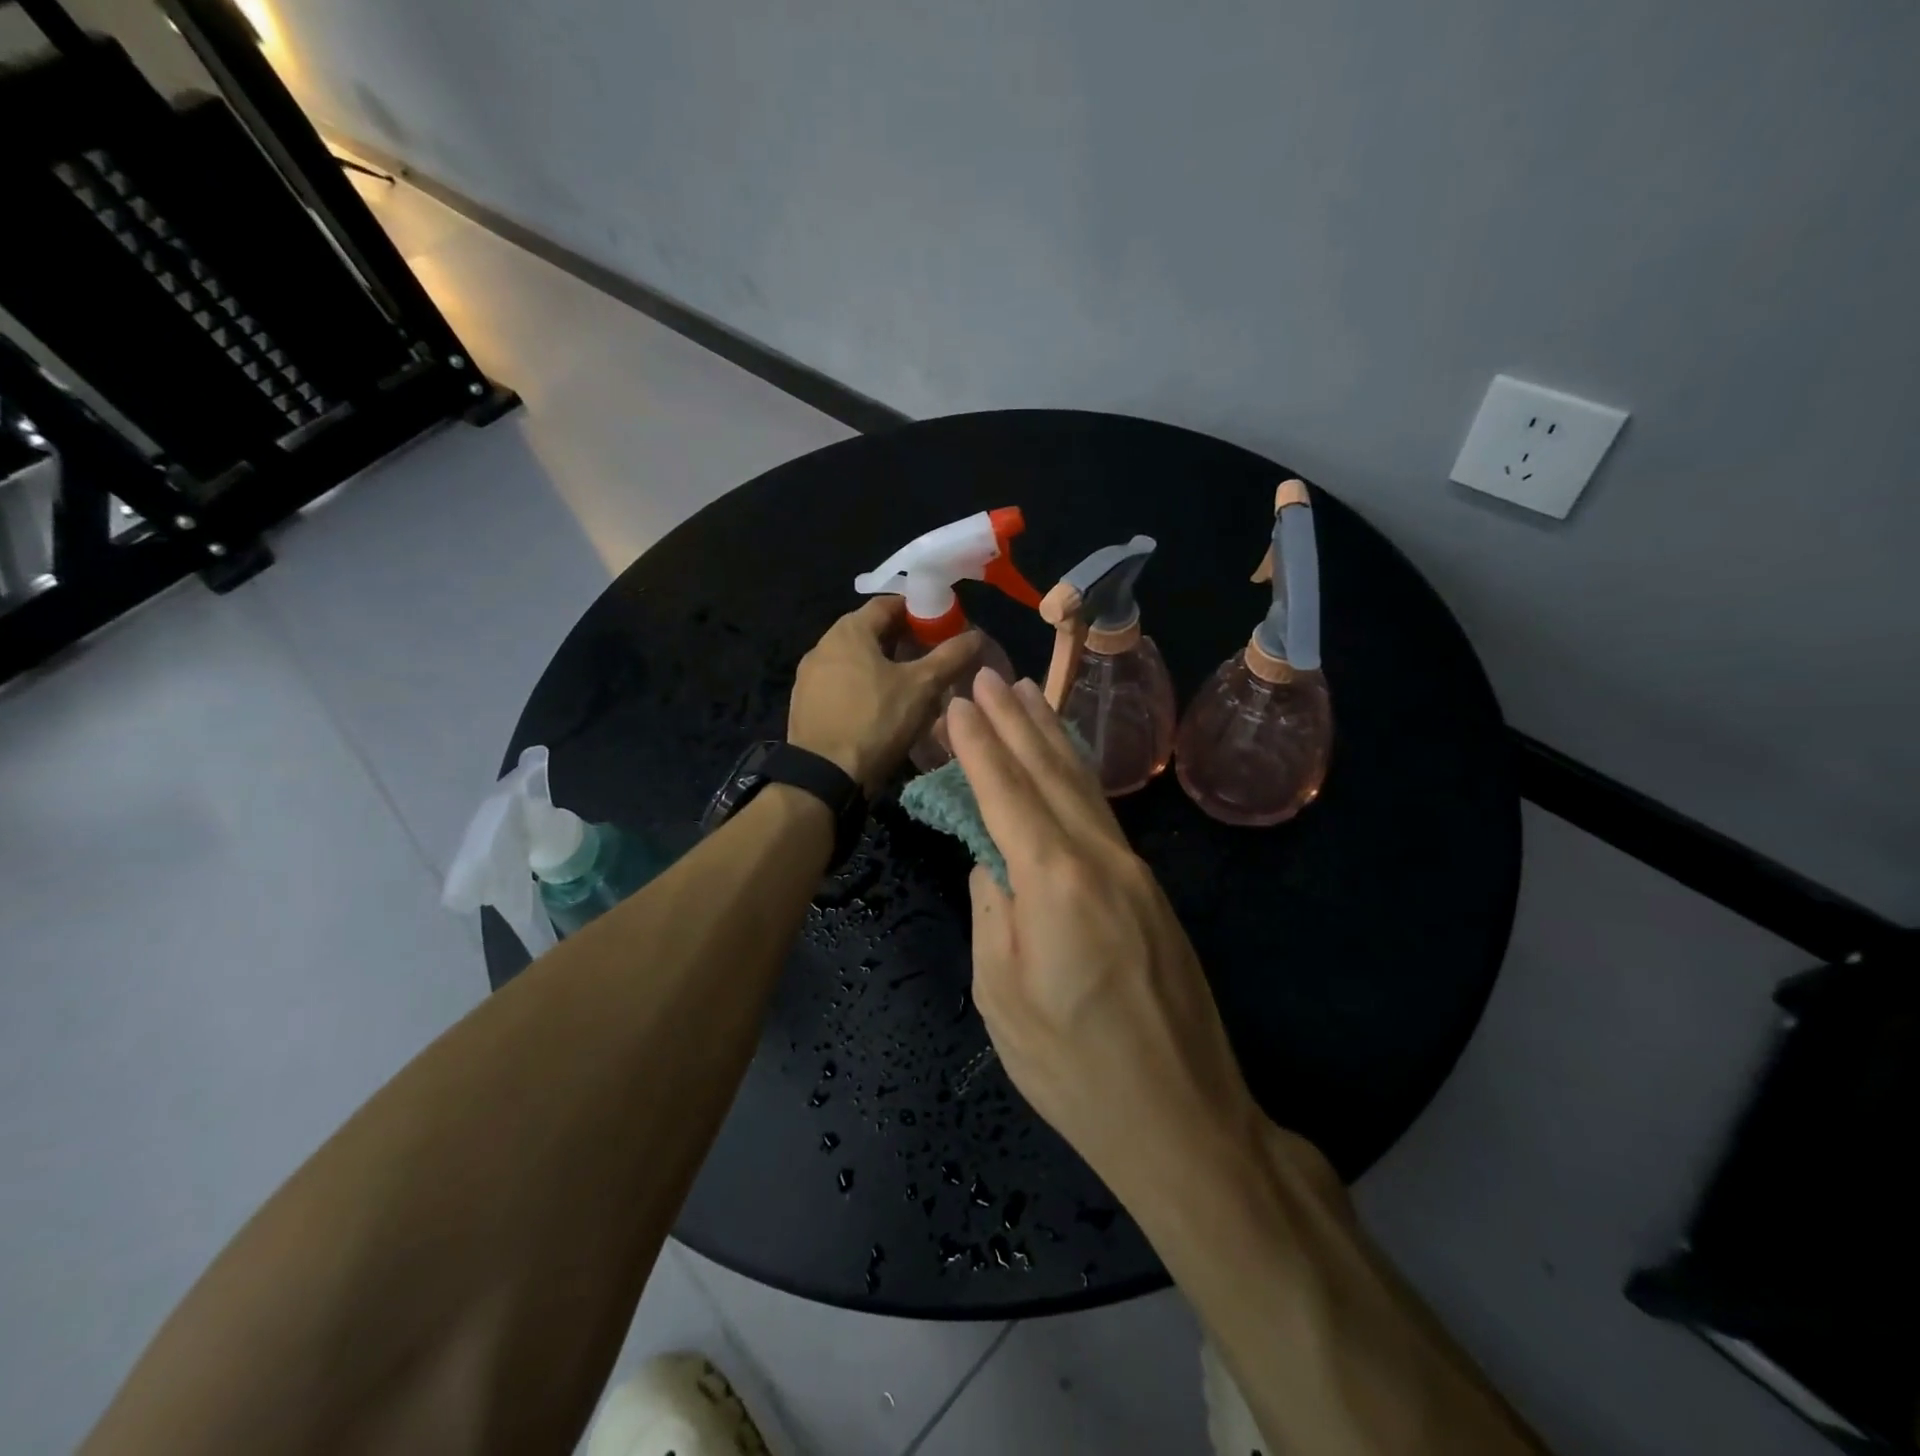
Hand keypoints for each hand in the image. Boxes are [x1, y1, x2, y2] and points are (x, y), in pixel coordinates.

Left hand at [788, 598, 980, 794]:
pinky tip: (881, 709)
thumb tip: (976, 635)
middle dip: (903, 640)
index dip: (918, 611)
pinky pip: (841, 684)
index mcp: (849, 631)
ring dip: (883, 665)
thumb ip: (950, 657)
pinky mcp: (805, 703)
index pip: (888, 604)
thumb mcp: (921, 687)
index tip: (942, 627)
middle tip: (932, 658)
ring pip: (855, 660)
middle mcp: (823, 645)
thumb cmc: (875, 721)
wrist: (823, 776)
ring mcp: (809, 676)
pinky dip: (864, 686)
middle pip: (870, 632)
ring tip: (911, 686)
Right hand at [947, 669, 1333, 1206]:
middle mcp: (1099, 859)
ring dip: (1052, 736)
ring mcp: (1132, 871)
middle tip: (990, 676)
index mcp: (1054, 882)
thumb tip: (990, 862)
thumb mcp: (1001, 995)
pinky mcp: (1149, 890)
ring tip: (1030, 693)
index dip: (980, 745)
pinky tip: (1068, 761)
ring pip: (1084, 786)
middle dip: (1016, 721)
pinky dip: (1078, 775)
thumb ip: (991, 912)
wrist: (1181, 1116)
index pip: (1006, 793)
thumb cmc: (1073, 1068)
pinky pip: (1103, 813)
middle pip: (1050, 773)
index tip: (959, 702)